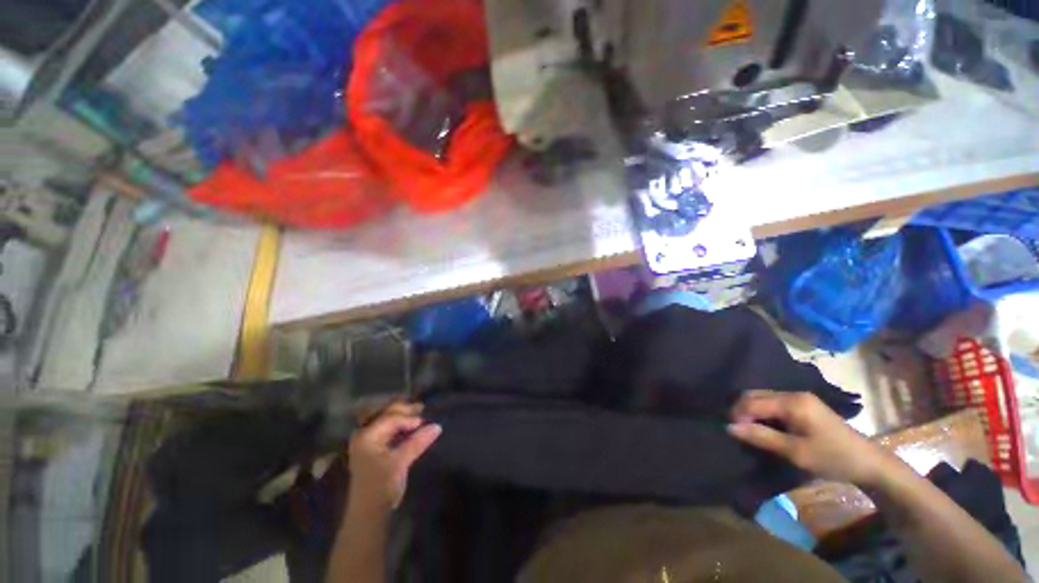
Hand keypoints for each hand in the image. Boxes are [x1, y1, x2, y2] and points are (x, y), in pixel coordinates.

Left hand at [347, 402, 440, 511]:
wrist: (368, 513)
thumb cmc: (381, 486)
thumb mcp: (400, 462)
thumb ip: (417, 442)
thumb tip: (437, 426)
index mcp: (367, 435)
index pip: (391, 418)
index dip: (409, 418)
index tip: (424, 422)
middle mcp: (364, 434)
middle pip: (386, 413)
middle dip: (404, 410)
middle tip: (422, 409)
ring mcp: (368, 441)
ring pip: (386, 419)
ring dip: (402, 415)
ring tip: (418, 414)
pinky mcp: (373, 448)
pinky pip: (387, 429)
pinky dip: (399, 425)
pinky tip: (410, 427)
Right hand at [727, 390, 893, 486]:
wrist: (869, 463)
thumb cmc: (833, 458)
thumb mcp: (796, 452)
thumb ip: (762, 437)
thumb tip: (729, 427)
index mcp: (792, 402)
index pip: (752, 402)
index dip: (738, 415)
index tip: (733, 433)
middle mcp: (792, 393)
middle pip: (754, 395)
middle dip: (741, 411)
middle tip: (739, 432)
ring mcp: (799, 398)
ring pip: (762, 398)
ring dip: (751, 412)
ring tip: (750, 431)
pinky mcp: (803, 405)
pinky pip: (772, 403)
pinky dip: (762, 413)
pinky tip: (764, 427)